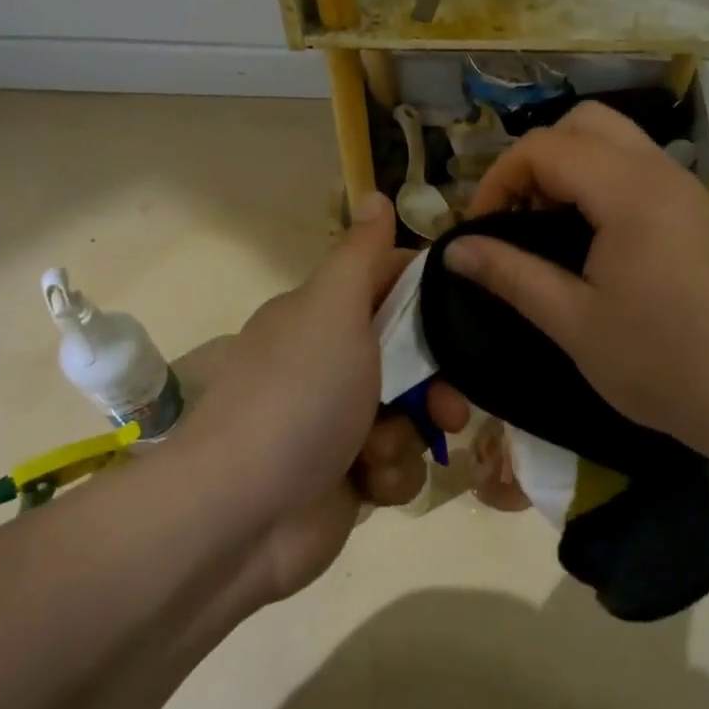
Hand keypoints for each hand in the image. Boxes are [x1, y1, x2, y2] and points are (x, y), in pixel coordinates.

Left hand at [178, 194, 467, 598]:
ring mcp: (339, 424)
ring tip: (380, 454)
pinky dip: (390, 475)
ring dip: (407, 437)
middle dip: (436, 384)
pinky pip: (397, 464)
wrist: (240, 516)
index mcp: (322, 317)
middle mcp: (331, 365)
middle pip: (411, 359)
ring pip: (411, 416)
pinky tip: (368, 484)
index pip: (388, 285)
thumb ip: (362, 255)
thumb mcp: (333, 310)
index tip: (468, 311)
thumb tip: (375, 193)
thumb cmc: (296, 398)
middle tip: (450, 405)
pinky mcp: (348, 477)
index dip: (430, 296)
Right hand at [444, 103, 708, 471]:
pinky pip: (636, 169)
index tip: (480, 232)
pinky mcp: (695, 211)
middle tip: (517, 219)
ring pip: (613, 141)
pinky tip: (590, 241)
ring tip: (547, 230)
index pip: (543, 147)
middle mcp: (659, 171)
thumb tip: (454, 249)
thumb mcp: (574, 322)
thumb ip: (511, 275)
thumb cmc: (663, 363)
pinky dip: (600, 183)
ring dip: (569, 169)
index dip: (498, 181)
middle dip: (536, 161)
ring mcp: (683, 189)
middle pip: (582, 124)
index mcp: (627, 190)